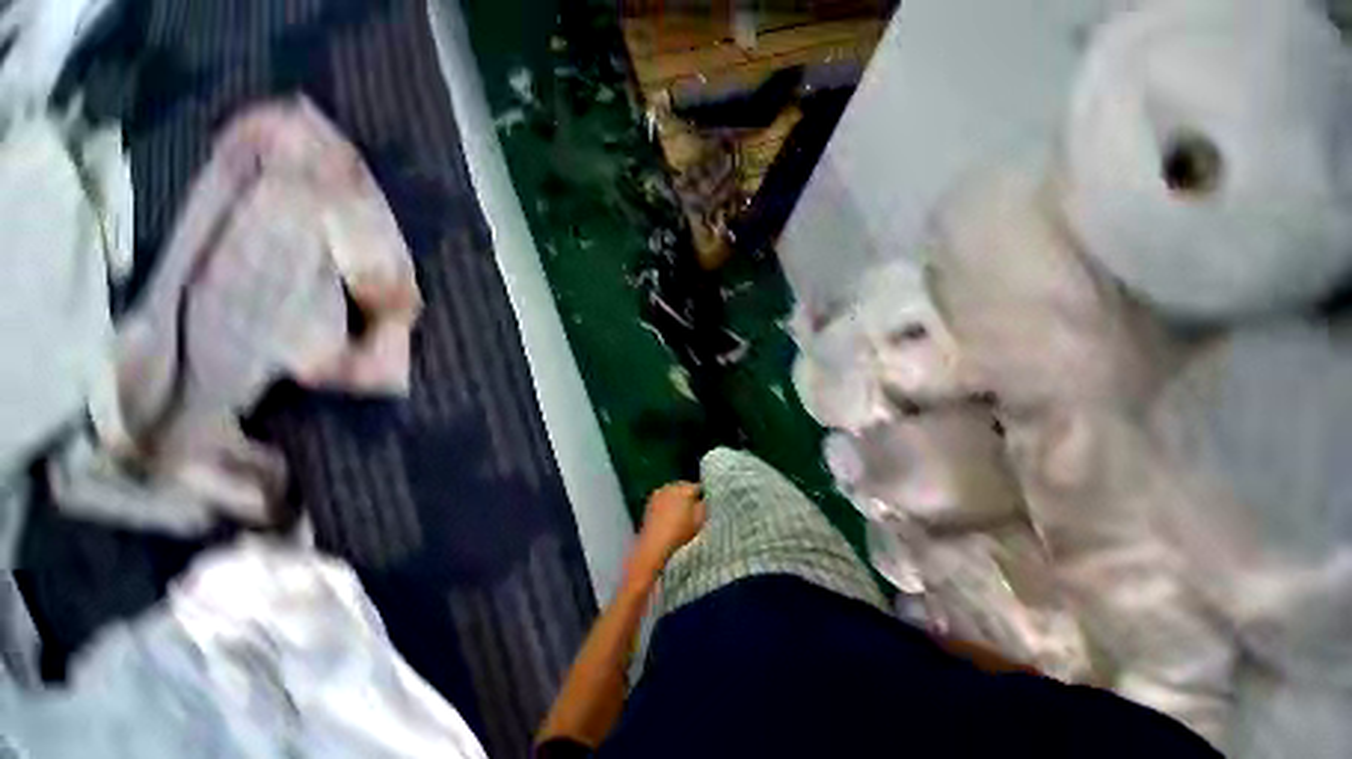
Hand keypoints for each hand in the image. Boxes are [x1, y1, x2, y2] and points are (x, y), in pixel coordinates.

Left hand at [627, 482, 706, 583]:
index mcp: (686, 489)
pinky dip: (666, 503)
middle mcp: (672, 486)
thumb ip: (703, 506)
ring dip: (676, 498)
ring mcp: (660, 492)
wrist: (655, 542)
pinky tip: (667, 516)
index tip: (701, 505)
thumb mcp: (699, 521)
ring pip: (672, 491)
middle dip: (687, 495)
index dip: (701, 496)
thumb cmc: (680, 532)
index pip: (697, 487)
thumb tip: (702, 500)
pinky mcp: (650, 500)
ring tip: (678, 513)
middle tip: (690, 509)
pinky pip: (663, 498)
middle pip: (684, 487)